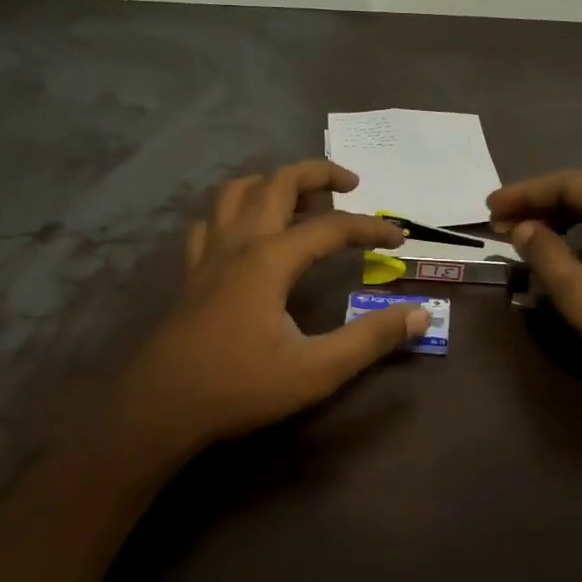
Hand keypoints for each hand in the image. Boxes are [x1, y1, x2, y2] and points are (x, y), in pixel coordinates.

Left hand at [113, 160, 426, 461]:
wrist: (160, 408)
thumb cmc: (239, 387)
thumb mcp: (316, 370)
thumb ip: (370, 339)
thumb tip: (421, 314)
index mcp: (270, 259)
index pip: (331, 227)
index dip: (370, 227)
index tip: (399, 238)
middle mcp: (238, 243)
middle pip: (278, 182)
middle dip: (318, 173)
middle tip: (351, 184)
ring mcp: (208, 254)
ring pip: (237, 192)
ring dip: (272, 184)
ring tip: (301, 200)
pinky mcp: (190, 272)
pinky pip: (211, 221)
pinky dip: (234, 212)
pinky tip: (246, 233)